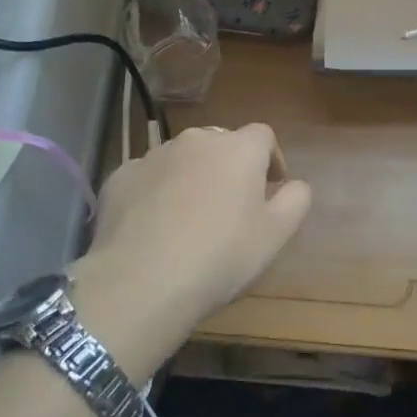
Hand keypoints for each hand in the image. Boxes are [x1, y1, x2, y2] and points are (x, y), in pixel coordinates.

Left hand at [70, 124, 311, 377]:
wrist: (141, 280)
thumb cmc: (220, 256)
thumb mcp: (275, 235)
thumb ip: (296, 200)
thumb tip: (295, 184)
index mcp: (238, 149)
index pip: (263, 135)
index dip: (271, 158)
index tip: (272, 187)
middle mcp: (195, 141)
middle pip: (220, 143)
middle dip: (230, 166)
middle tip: (232, 204)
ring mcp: (153, 156)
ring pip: (182, 158)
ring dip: (192, 176)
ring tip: (190, 217)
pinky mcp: (120, 177)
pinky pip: (148, 177)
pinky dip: (156, 192)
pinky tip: (155, 225)